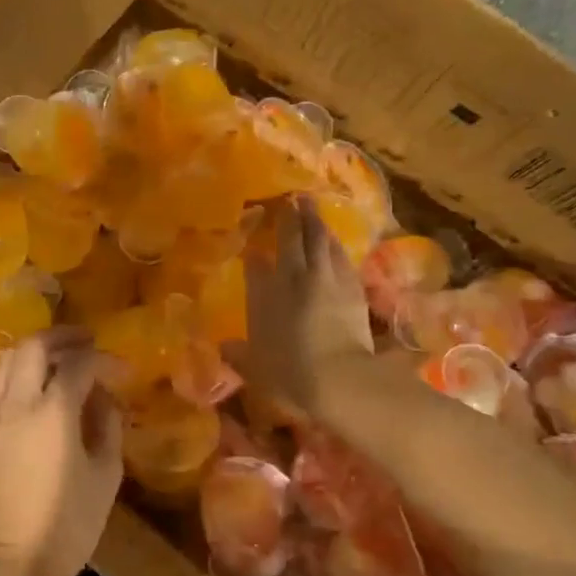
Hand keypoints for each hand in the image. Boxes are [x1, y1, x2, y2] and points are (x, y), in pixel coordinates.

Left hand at [0, 328, 122, 575]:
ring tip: (54, 362)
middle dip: (59, 337)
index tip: (119, 368)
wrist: (18, 560)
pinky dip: (15, 391)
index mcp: (52, 413)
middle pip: (31, 348)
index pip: (77, 364)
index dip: (102, 359)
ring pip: (3, 366)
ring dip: (31, 356)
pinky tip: (30, 410)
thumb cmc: (72, 522)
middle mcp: (14, 406)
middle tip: (83, 341)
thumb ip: (107, 423)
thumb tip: (103, 396)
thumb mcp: (106, 472)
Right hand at [230, 196, 373, 411]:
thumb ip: (238, 354)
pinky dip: (335, 244)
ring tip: (312, 208)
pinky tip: (334, 240)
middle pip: (291, 239)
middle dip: (290, 217)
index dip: (254, 250)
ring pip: (320, 240)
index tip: (252, 241)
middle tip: (291, 199)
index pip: (255, 263)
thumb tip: (224, 348)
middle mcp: (292, 278)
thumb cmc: (288, 374)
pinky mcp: (352, 287)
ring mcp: (325, 278)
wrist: (337, 376)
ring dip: (315, 222)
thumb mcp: (255, 367)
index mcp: (263, 294)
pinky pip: (340, 256)